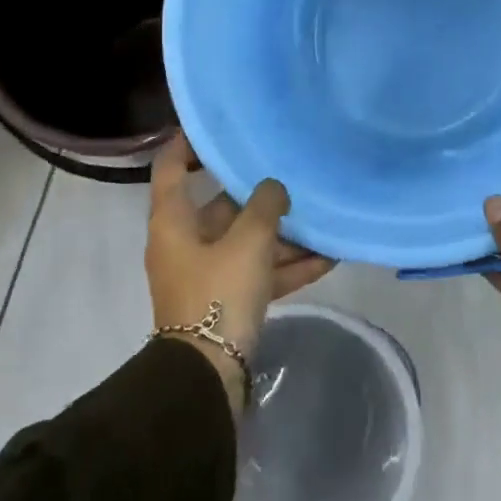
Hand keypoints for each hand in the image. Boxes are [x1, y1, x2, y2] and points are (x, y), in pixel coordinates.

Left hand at [146, 132, 334, 410]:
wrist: (208, 374)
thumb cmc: (218, 293)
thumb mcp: (248, 242)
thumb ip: (265, 206)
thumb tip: (274, 188)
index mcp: (174, 221)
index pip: (171, 166)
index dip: (189, 143)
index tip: (219, 126)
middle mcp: (186, 242)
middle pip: (222, 207)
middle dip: (260, 195)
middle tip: (293, 173)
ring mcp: (207, 273)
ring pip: (247, 242)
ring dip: (282, 235)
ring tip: (322, 219)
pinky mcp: (226, 301)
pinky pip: (259, 273)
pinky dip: (287, 266)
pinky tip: (328, 258)